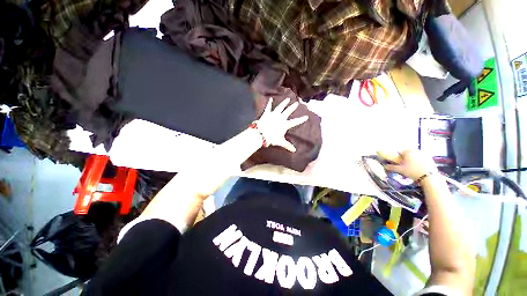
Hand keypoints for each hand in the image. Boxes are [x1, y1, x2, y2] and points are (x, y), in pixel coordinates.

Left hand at [255, 97, 308, 151]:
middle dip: (292, 107)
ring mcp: (273, 114)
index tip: (306, 116)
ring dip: (284, 103)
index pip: (295, 122)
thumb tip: (294, 150)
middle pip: (288, 111)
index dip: (301, 119)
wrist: (261, 134)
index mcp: (285, 124)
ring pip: (280, 107)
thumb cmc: (272, 138)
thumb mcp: (280, 142)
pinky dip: (269, 103)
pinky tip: (270, 99)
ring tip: (287, 99)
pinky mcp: (267, 113)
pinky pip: (268, 107)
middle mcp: (280, 118)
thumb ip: (287, 145)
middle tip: (297, 103)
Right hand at [378, 150, 437, 180]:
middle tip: (406, 164)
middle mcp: (416, 151)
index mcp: (408, 152)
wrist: (429, 177)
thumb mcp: (400, 170)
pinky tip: (420, 167)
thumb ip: (391, 167)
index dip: (399, 156)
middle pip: (409, 152)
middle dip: (407, 156)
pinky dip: (420, 161)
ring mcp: (424, 154)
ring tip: (413, 166)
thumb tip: (384, 166)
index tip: (399, 161)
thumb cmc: (412, 171)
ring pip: (416, 154)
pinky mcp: (430, 158)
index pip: (401, 151)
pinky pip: (423, 158)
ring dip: (414, 158)